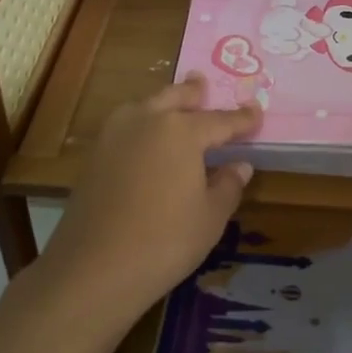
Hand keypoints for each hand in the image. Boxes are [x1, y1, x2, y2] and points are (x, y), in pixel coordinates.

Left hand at [39, 75, 261, 329]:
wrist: (94, 268)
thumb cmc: (165, 241)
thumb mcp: (210, 217)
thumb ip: (228, 185)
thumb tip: (239, 165)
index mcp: (182, 131)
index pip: (220, 120)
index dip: (242, 118)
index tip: (257, 112)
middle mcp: (147, 120)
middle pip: (176, 97)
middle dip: (194, 92)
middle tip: (204, 84)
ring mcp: (115, 134)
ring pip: (146, 106)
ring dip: (164, 102)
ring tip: (174, 104)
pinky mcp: (95, 154)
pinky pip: (126, 125)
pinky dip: (142, 122)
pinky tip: (146, 137)